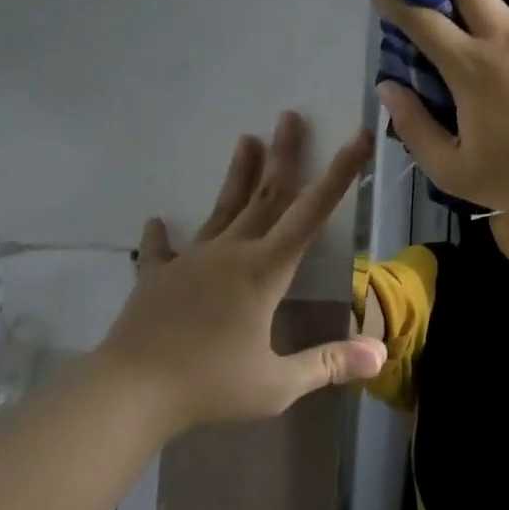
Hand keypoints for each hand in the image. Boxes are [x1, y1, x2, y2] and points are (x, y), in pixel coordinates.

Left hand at [100, 113, 385, 426]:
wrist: (128, 393)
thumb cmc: (209, 385)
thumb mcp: (277, 384)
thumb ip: (328, 364)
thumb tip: (380, 355)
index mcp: (265, 270)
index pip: (312, 212)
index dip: (340, 173)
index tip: (356, 137)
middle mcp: (231, 252)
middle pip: (266, 195)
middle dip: (283, 155)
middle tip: (289, 116)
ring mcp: (191, 261)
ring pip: (222, 209)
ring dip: (238, 174)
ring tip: (246, 139)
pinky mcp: (156, 277)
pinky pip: (162, 250)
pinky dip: (161, 236)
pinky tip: (157, 221)